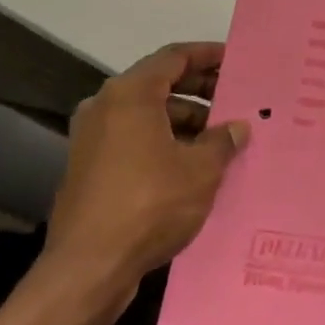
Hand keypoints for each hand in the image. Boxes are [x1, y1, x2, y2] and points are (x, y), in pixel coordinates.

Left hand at [39, 42, 248, 309]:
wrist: (88, 269)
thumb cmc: (150, 204)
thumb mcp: (201, 170)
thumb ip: (223, 141)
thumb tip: (237, 128)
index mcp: (130, 94)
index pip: (174, 57)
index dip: (208, 55)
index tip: (235, 60)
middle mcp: (105, 107)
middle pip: (160, 84)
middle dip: (200, 90)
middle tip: (235, 99)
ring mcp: (92, 139)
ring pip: (147, 115)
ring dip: (185, 120)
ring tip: (221, 137)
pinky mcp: (89, 169)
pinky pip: (134, 140)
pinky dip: (164, 142)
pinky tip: (193, 164)